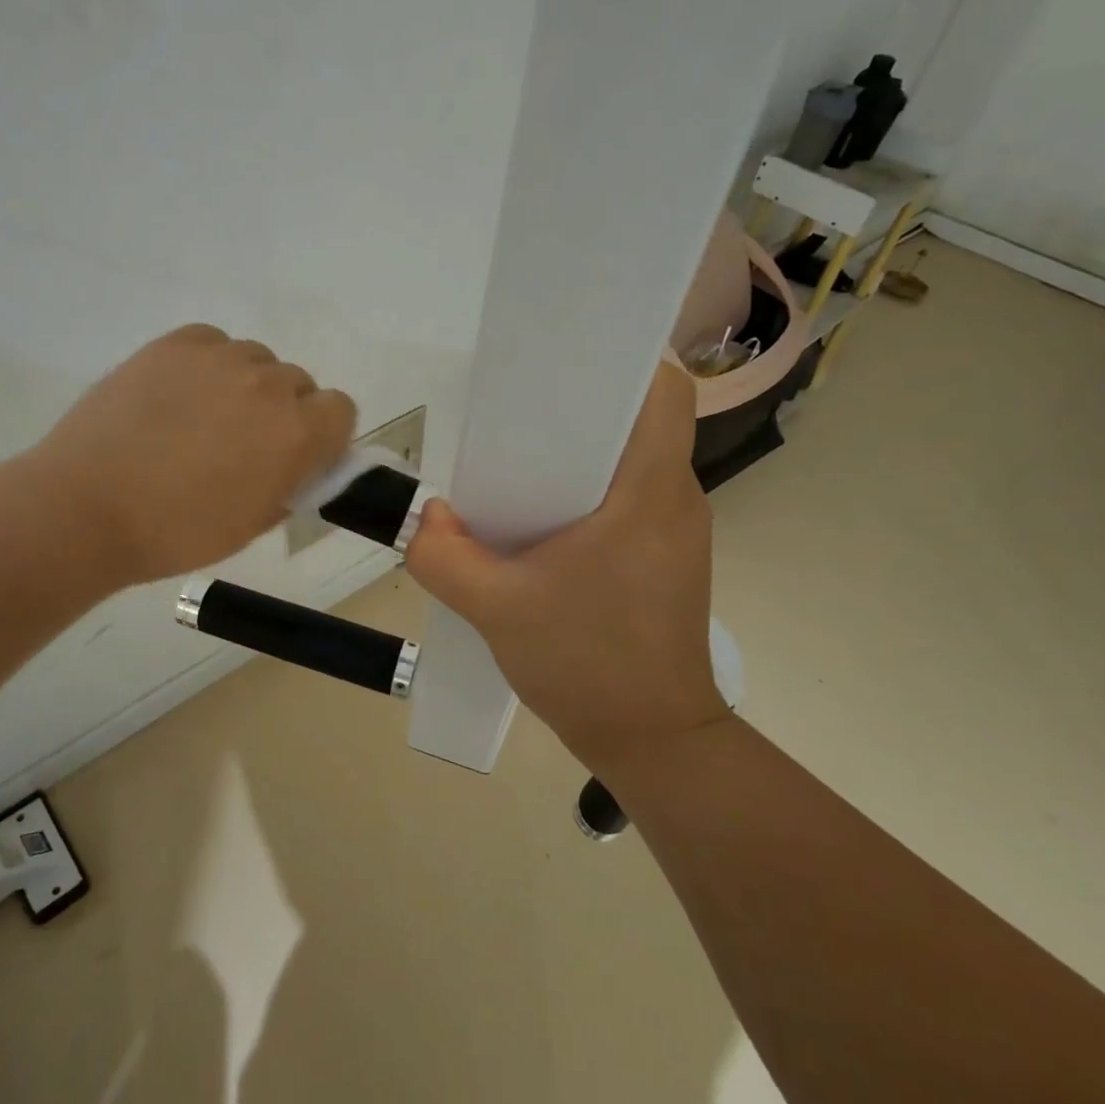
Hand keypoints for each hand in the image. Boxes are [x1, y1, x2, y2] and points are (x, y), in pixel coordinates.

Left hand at [30, 325, 356, 585]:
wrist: (87, 508)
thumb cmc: (177, 532)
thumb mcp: (253, 524)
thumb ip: (290, 484)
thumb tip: (297, 464)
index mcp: (297, 433)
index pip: (341, 409)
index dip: (324, 433)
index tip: (299, 454)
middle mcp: (269, 385)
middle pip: (298, 383)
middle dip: (283, 411)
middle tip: (243, 442)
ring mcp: (220, 358)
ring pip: (255, 360)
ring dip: (245, 385)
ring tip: (203, 416)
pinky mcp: (175, 344)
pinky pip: (213, 342)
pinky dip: (207, 364)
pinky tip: (178, 393)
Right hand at [405, 357, 730, 770]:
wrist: (653, 741)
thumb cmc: (588, 666)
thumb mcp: (496, 609)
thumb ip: (444, 556)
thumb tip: (427, 518)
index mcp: (648, 492)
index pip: (664, 393)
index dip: (623, 363)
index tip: (568, 362)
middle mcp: (675, 498)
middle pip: (640, 421)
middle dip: (582, 406)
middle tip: (521, 411)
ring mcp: (677, 530)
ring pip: (635, 460)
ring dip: (584, 452)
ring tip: (523, 460)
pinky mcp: (668, 557)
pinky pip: (632, 496)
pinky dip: (591, 490)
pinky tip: (544, 515)